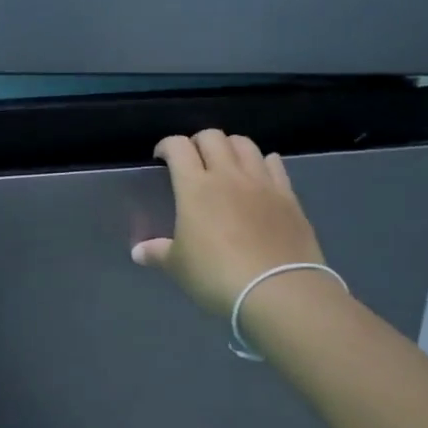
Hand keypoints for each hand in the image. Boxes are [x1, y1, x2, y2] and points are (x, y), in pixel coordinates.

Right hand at [131, 130, 326, 318]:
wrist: (279, 291)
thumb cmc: (217, 275)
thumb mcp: (178, 267)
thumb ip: (157, 253)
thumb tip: (138, 252)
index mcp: (195, 186)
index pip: (178, 146)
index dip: (166, 146)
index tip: (161, 158)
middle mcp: (228, 175)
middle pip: (213, 137)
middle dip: (198, 142)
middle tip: (192, 161)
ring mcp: (262, 183)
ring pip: (245, 144)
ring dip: (230, 147)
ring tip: (225, 164)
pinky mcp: (288, 197)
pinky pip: (275, 164)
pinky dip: (263, 162)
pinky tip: (258, 175)